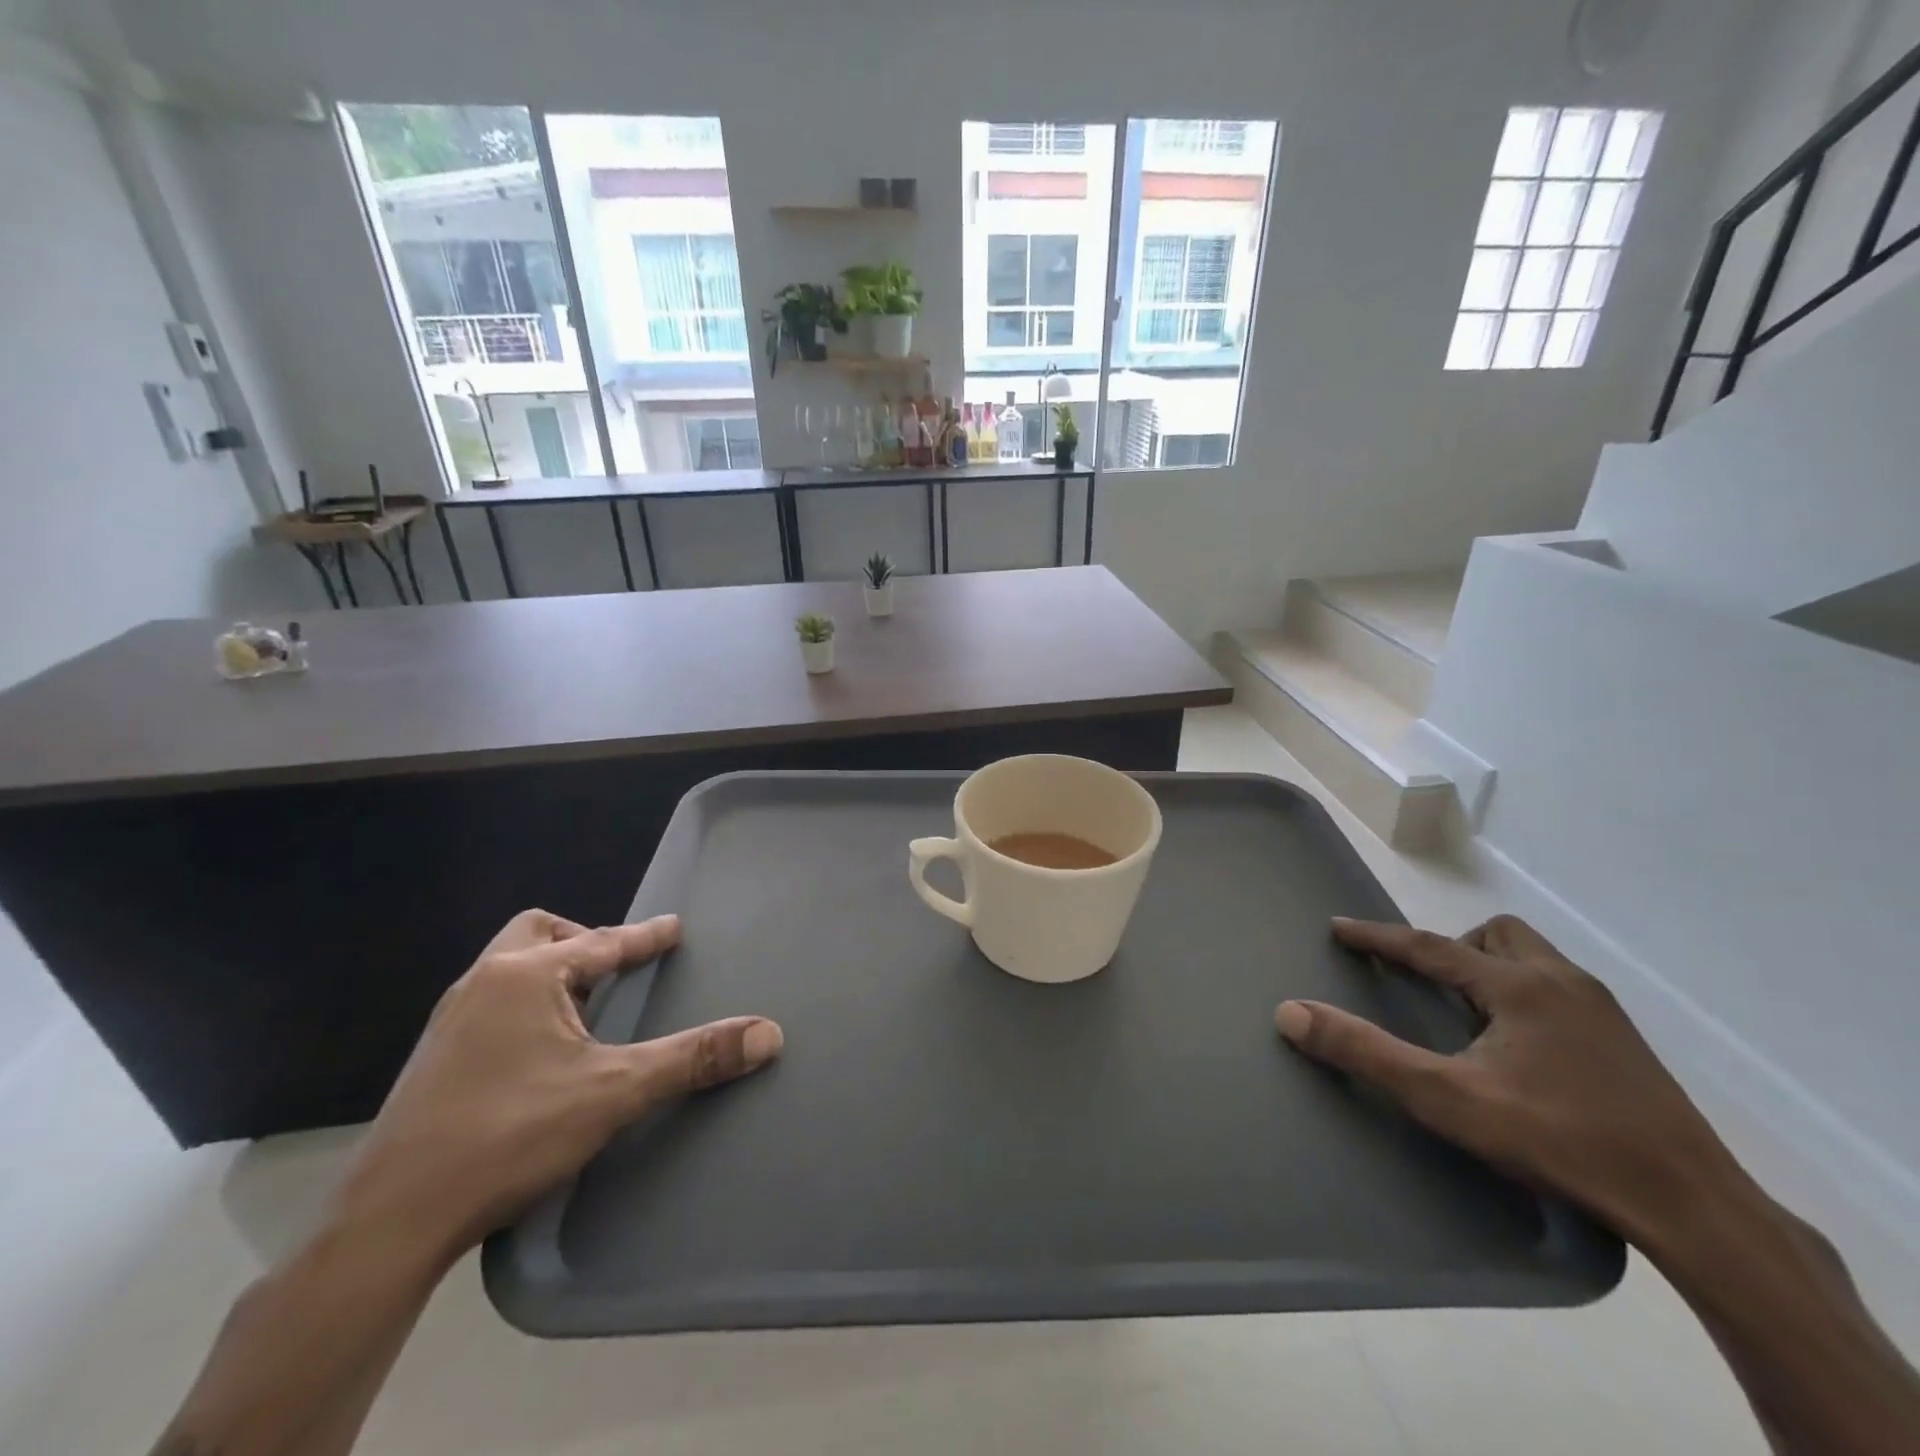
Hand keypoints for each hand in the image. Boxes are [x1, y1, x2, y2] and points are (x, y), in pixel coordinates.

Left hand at [331, 909, 782, 1269]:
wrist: (391, 1221)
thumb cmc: (509, 1135)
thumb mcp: (615, 1092)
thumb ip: (693, 1058)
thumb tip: (768, 1034)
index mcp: (525, 976)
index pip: (602, 941)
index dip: (645, 936)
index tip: (672, 927)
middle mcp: (483, 982)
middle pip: (538, 934)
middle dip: (582, 943)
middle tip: (614, 974)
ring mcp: (450, 1020)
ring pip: (510, 969)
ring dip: (552, 975)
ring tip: (585, 1011)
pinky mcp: (433, 1058)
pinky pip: (492, 1003)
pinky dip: (527, 1006)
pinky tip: (540, 1052)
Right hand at [1277, 914, 1739, 1245]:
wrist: (1693, 1206)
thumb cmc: (1559, 1140)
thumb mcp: (1447, 1099)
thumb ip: (1366, 1053)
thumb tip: (1290, 1011)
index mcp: (1518, 986)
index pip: (1430, 946)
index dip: (1378, 937)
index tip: (1339, 927)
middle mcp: (1562, 982)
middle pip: (1498, 934)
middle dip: (1454, 947)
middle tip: (1432, 985)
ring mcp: (1603, 1012)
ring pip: (1535, 958)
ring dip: (1493, 968)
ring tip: (1472, 1015)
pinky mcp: (1627, 1045)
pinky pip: (1561, 990)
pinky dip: (1526, 997)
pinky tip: (1523, 1048)